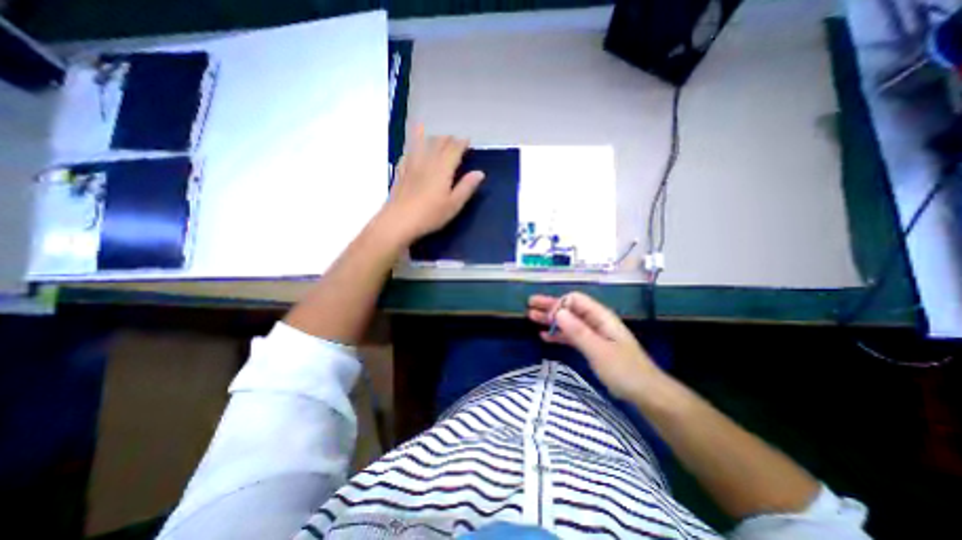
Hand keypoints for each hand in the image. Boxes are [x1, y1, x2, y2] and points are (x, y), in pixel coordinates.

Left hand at [380, 125, 483, 241]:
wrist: (399, 221)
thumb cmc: (430, 215)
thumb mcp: (454, 204)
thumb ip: (467, 187)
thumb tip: (480, 173)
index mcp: (443, 169)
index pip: (454, 150)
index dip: (461, 143)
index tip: (467, 141)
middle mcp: (427, 162)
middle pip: (438, 144)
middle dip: (448, 139)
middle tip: (454, 140)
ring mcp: (411, 165)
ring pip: (421, 145)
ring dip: (430, 139)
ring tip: (434, 135)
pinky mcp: (401, 173)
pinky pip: (407, 154)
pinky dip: (411, 148)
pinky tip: (411, 151)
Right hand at [525, 291, 662, 399]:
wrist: (646, 393)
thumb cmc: (624, 370)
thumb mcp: (599, 350)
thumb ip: (578, 331)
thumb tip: (557, 312)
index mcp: (600, 317)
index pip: (575, 300)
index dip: (559, 304)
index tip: (547, 317)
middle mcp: (595, 321)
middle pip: (569, 308)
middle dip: (550, 306)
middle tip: (529, 305)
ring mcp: (593, 334)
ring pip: (568, 322)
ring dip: (550, 320)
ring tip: (532, 318)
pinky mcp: (592, 346)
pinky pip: (571, 336)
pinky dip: (558, 335)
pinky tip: (544, 336)